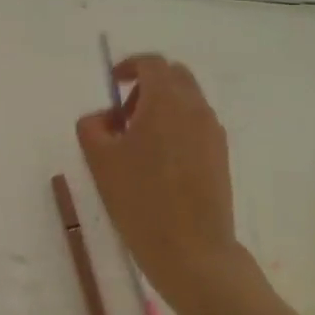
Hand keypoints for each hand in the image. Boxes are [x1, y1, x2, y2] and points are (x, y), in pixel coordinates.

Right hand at [75, 54, 245, 312]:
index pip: (152, 63)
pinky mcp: (221, 156)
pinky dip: (176, 127)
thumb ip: (93, 126)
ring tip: (137, 145)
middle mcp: (196, 108)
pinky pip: (196, 125)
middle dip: (147, 85)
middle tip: (123, 115)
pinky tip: (159, 164)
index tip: (112, 84)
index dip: (129, 67)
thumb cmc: (139, 200)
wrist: (192, 251)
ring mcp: (213, 132)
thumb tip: (105, 118)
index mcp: (166, 101)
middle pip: (174, 76)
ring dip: (162, 107)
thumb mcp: (99, 160)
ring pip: (187, 101)